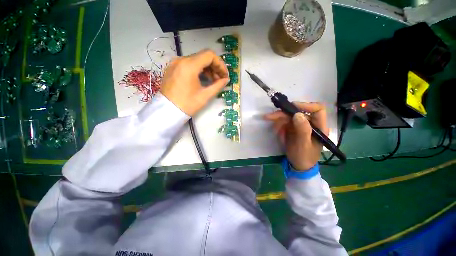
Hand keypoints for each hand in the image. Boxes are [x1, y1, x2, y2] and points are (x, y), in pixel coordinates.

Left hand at [160, 49, 229, 115]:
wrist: (167, 111)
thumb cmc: (187, 104)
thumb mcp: (205, 96)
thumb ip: (218, 85)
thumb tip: (226, 80)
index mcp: (189, 66)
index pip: (209, 55)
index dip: (220, 64)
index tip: (224, 75)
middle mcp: (181, 60)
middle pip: (203, 57)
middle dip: (214, 67)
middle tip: (220, 79)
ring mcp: (175, 63)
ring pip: (196, 60)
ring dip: (207, 69)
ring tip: (213, 81)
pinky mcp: (172, 68)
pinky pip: (189, 64)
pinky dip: (198, 70)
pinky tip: (202, 79)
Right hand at [264, 102, 327, 169]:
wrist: (298, 165)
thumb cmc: (304, 157)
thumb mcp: (303, 145)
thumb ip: (303, 130)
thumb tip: (297, 114)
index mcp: (319, 126)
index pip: (317, 109)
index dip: (305, 105)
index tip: (291, 108)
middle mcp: (310, 123)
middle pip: (298, 112)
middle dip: (283, 114)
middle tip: (270, 117)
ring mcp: (300, 125)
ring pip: (289, 116)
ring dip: (278, 120)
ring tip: (273, 129)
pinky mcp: (293, 128)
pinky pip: (284, 122)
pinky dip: (278, 125)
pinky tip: (276, 132)